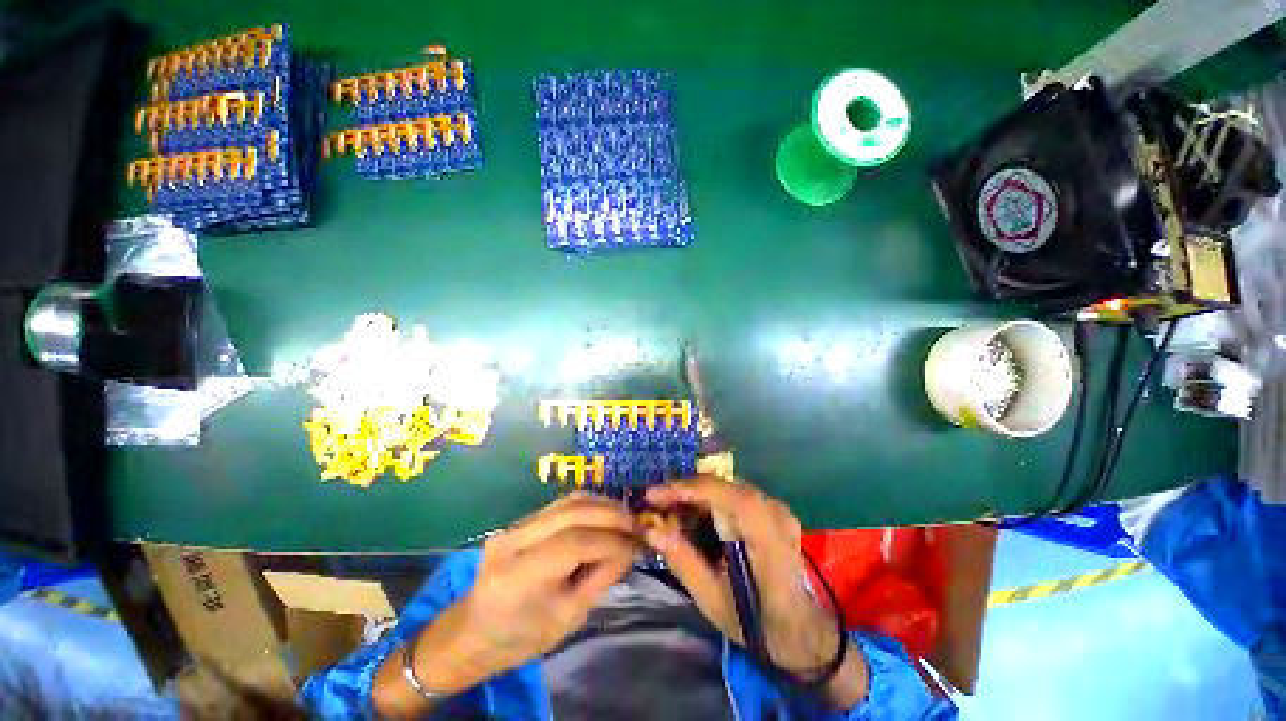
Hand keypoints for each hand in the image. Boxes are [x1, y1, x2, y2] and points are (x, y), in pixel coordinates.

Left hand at [373, 493, 637, 715]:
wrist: (474, 630)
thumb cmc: (521, 637)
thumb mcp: (568, 618)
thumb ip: (600, 577)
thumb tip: (629, 548)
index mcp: (517, 576)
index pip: (573, 543)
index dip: (610, 541)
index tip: (635, 545)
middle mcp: (513, 540)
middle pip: (571, 511)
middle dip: (610, 514)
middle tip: (636, 524)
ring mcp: (515, 525)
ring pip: (568, 500)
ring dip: (602, 504)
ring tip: (624, 517)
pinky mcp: (521, 519)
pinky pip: (562, 503)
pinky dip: (589, 504)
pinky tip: (604, 514)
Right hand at [643, 478, 867, 706]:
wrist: (800, 629)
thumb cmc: (756, 622)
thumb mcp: (713, 600)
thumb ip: (683, 561)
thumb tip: (650, 530)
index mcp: (767, 538)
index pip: (726, 496)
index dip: (687, 488)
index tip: (652, 495)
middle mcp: (775, 512)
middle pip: (722, 486)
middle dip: (684, 491)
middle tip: (655, 504)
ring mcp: (776, 507)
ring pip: (725, 486)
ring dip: (695, 494)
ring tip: (669, 510)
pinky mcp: (771, 508)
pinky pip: (733, 493)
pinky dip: (709, 500)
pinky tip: (693, 514)